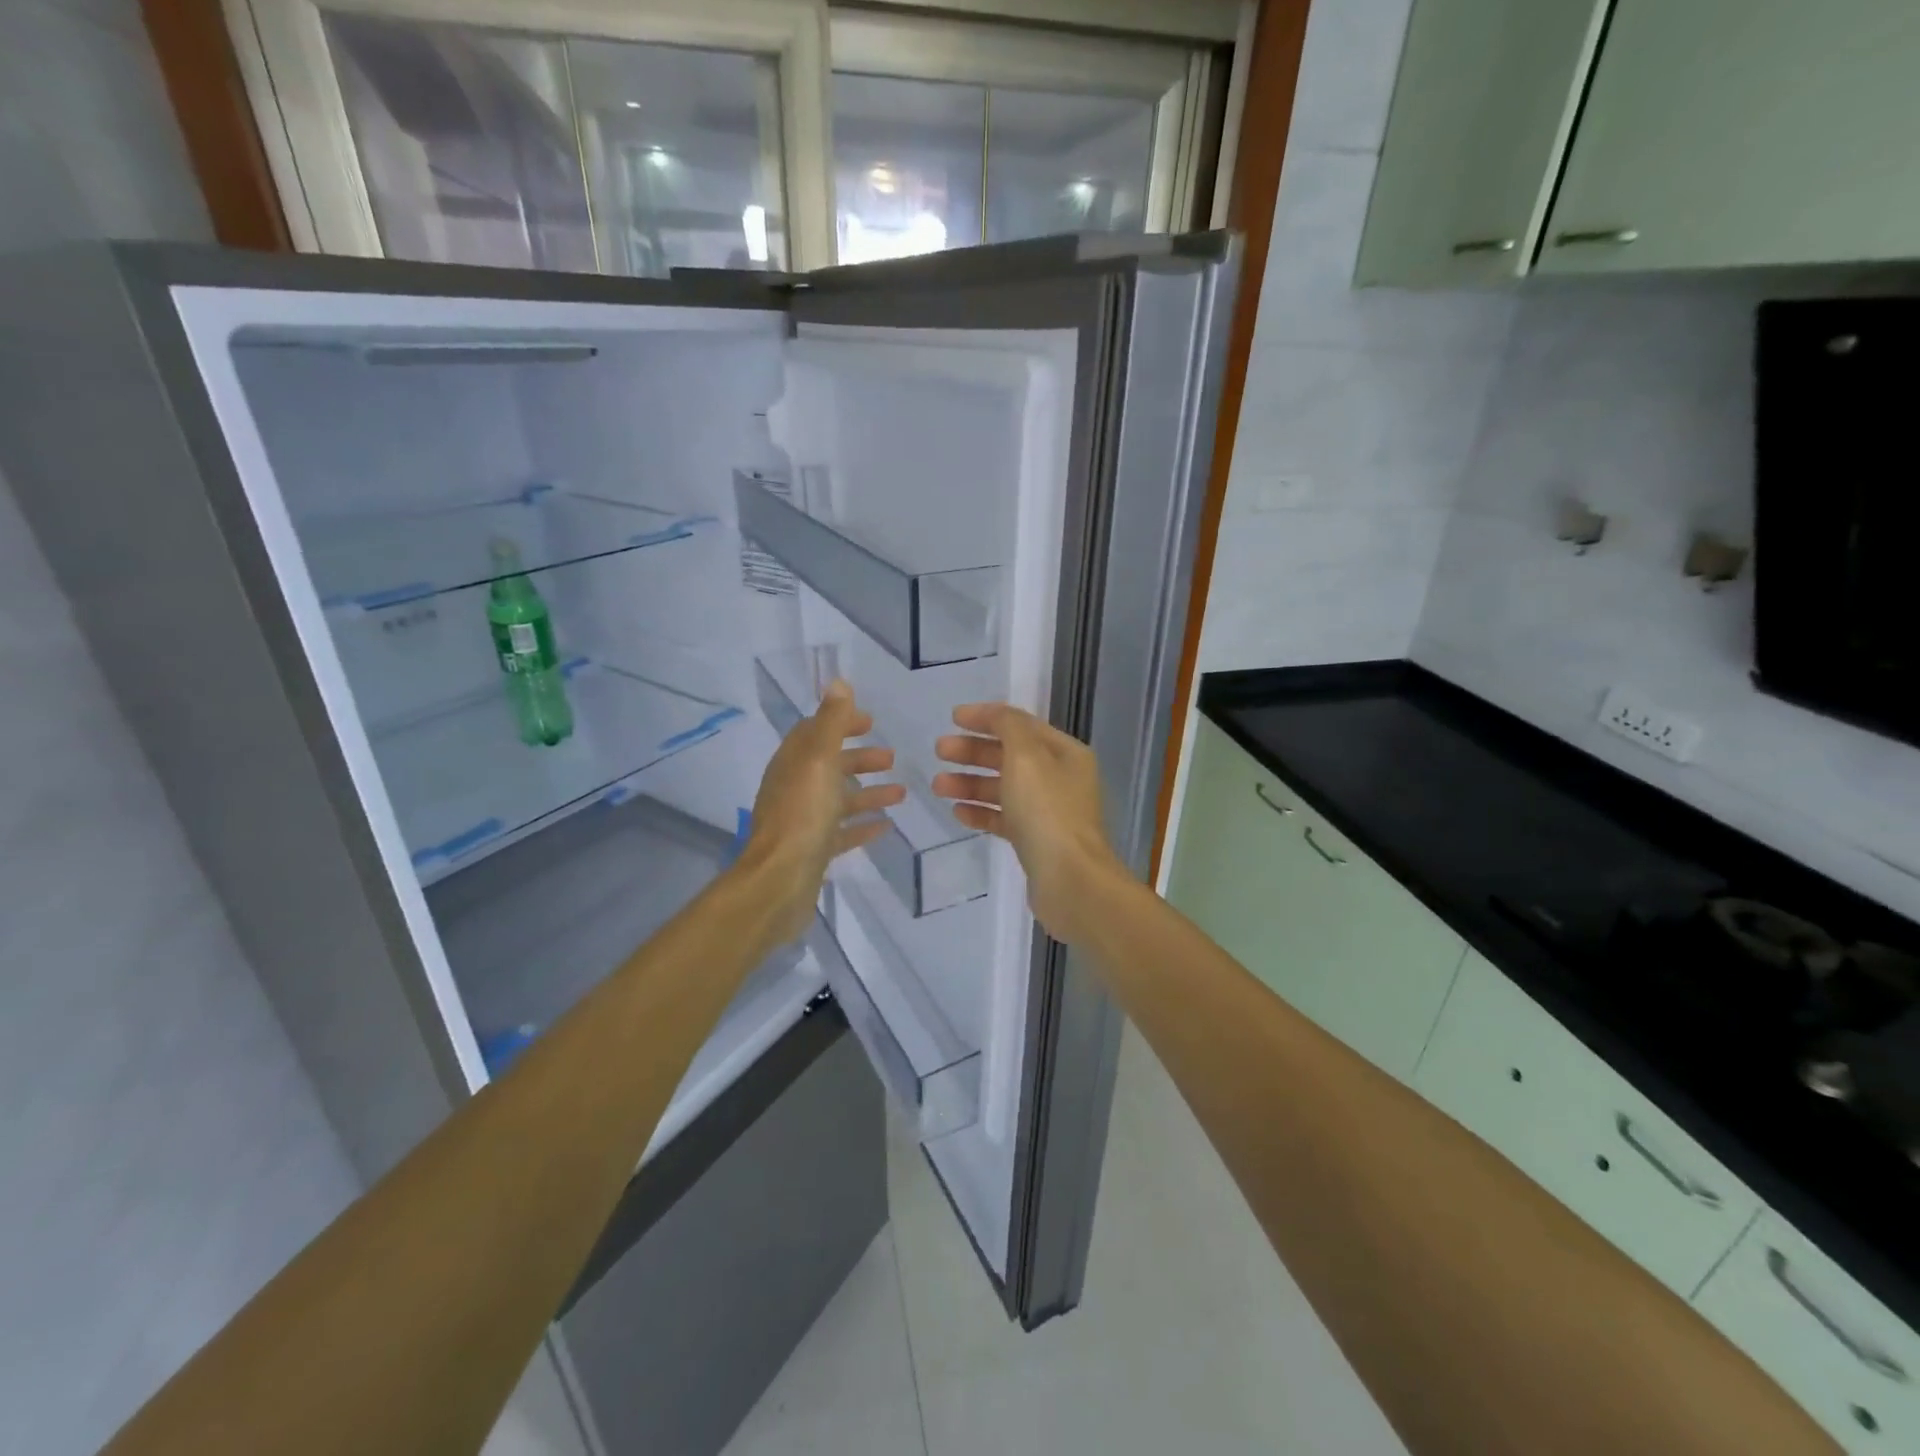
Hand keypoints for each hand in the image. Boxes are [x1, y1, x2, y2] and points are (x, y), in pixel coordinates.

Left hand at [739, 680, 904, 944]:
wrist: (779, 883)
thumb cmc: (802, 816)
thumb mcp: (819, 761)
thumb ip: (831, 723)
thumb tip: (838, 682)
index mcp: (792, 764)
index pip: (815, 733)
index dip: (841, 723)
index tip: (871, 722)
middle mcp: (794, 789)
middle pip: (829, 766)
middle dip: (859, 758)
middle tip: (891, 758)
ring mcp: (802, 822)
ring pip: (838, 800)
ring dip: (867, 792)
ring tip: (901, 792)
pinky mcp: (813, 851)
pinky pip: (841, 832)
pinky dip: (862, 825)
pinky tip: (885, 826)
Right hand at [932, 703, 1128, 945]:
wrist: (1070, 880)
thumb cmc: (1047, 810)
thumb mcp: (1026, 756)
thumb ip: (1007, 726)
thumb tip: (994, 714)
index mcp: (1065, 753)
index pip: (1021, 725)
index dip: (987, 718)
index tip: (953, 718)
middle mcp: (1060, 779)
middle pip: (1010, 756)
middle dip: (973, 752)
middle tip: (939, 751)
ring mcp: (1048, 812)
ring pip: (1004, 789)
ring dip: (970, 783)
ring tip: (938, 786)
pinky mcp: (1036, 841)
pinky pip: (1004, 818)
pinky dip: (981, 812)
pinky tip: (957, 812)